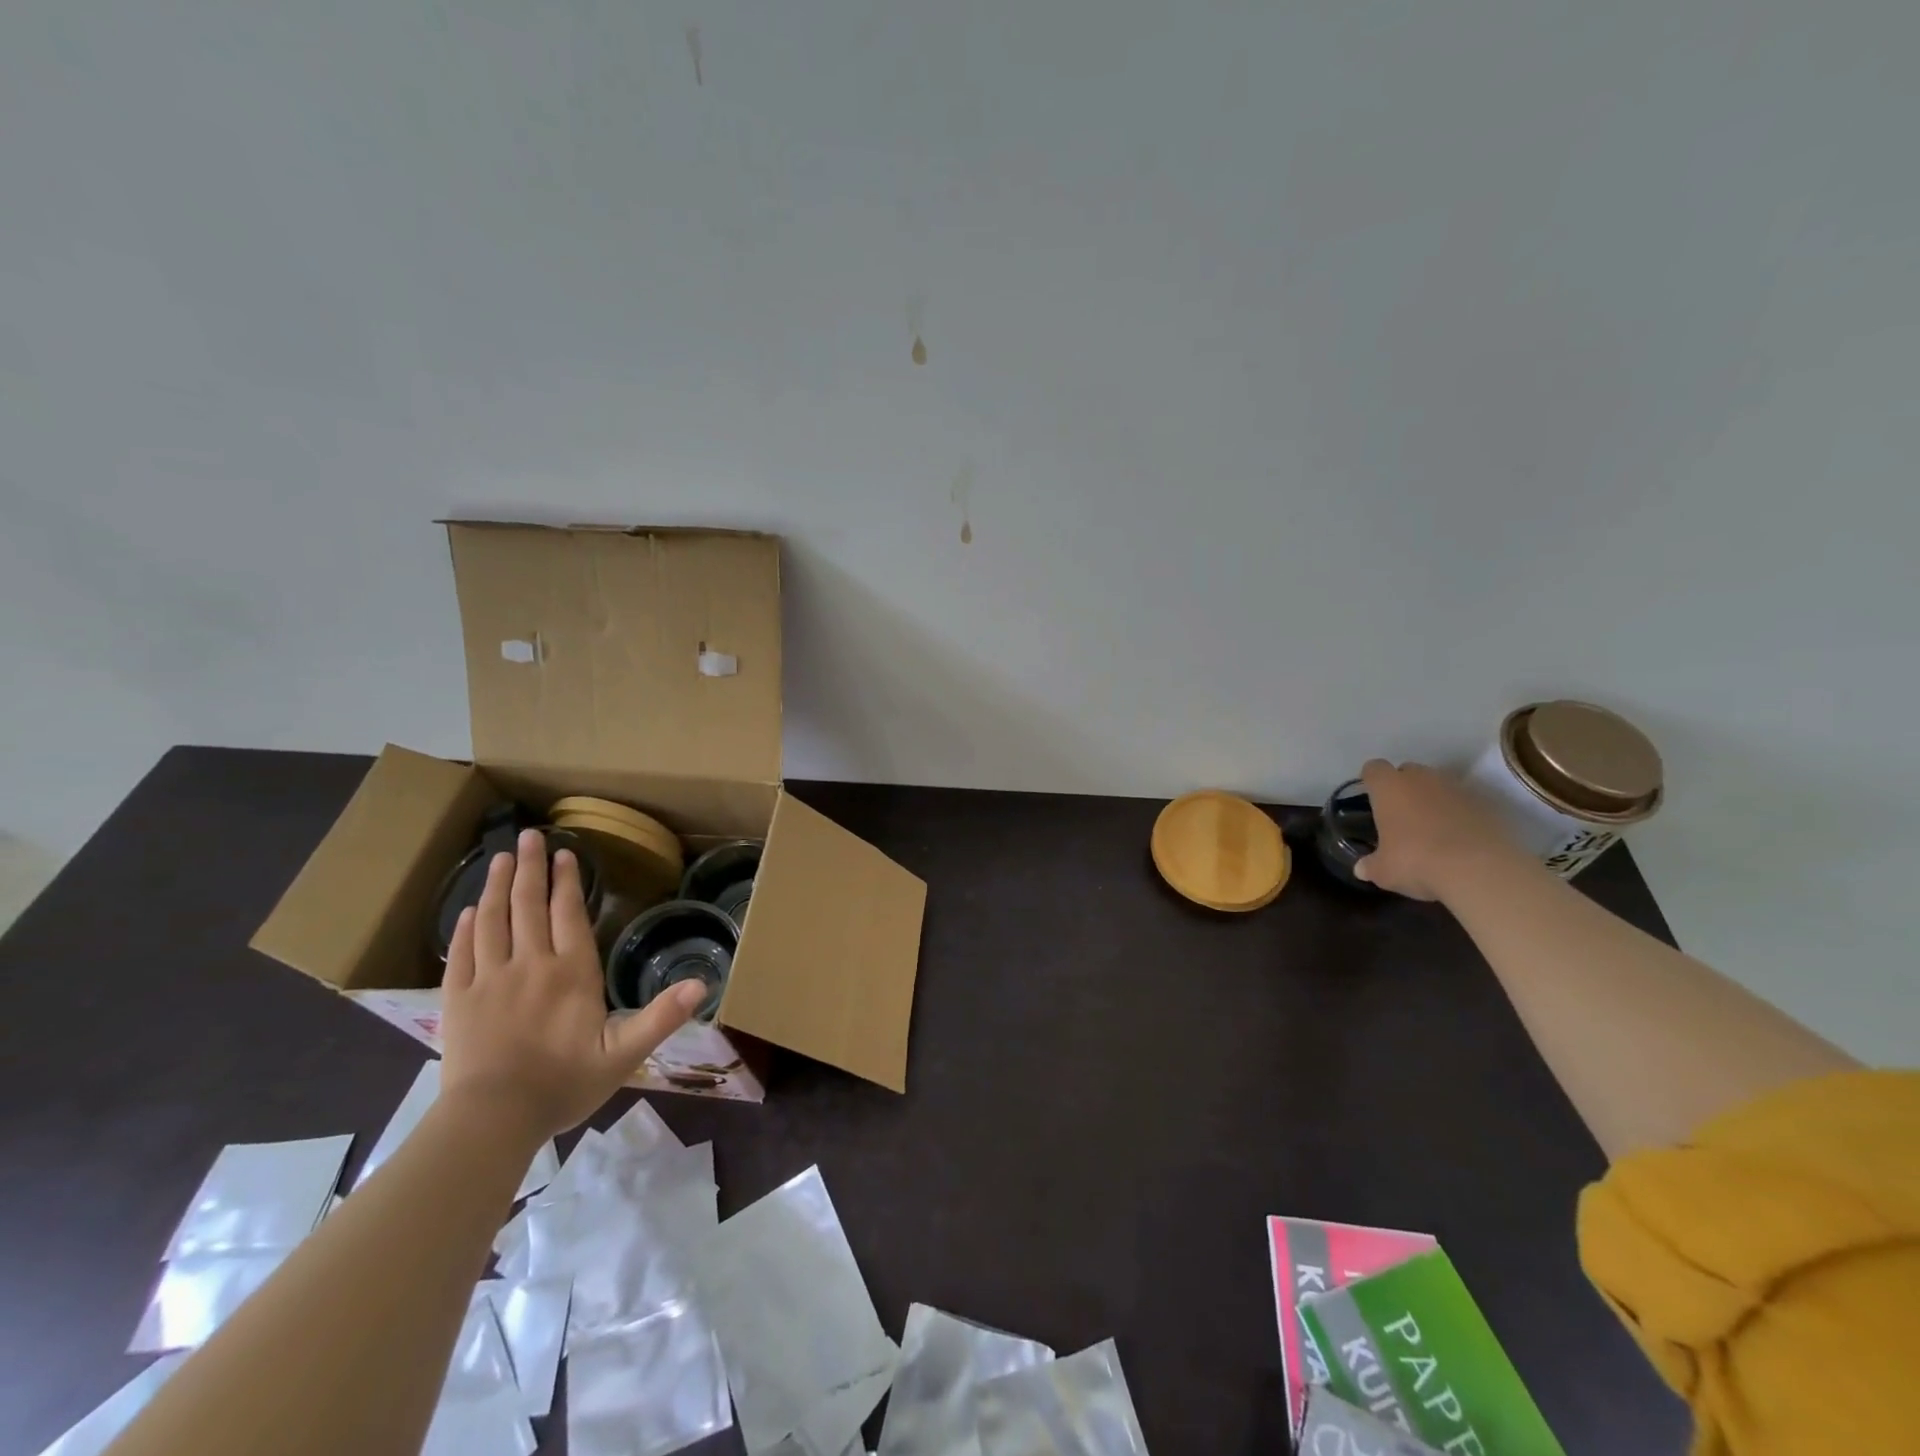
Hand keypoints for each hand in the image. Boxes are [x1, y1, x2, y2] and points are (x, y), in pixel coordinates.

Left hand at [441, 829, 705, 1139]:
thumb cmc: (564, 1084)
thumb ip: (662, 1017)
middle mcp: (530, 964)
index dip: (567, 881)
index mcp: (571, 972)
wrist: (493, 1120)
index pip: (568, 913)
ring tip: (499, 858)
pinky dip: (465, 927)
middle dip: (529, 868)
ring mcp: (490, 980)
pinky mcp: (458, 1000)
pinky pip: (461, 953)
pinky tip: (469, 911)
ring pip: (492, 920)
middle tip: (527, 837)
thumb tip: (704, 985)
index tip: (564, 853)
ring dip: (495, 886)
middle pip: (528, 905)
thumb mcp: (624, 1054)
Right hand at [1353, 759, 1522, 901]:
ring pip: (1439, 786)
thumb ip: (1371, 865)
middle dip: (1404, 788)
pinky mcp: (1487, 804)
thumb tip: (1363, 868)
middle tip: (1401, 816)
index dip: (1372, 782)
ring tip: (1433, 830)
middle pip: (1408, 772)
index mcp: (1389, 787)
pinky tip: (1460, 839)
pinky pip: (1466, 803)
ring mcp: (1457, 788)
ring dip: (1434, 800)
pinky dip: (1460, 815)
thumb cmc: (1416, 861)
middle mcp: (1422, 779)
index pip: (1374, 769)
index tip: (1372, 799)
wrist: (1480, 870)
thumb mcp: (1383, 871)